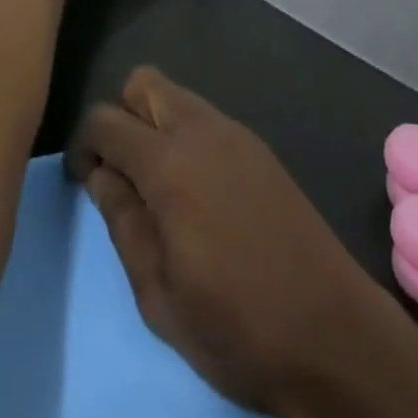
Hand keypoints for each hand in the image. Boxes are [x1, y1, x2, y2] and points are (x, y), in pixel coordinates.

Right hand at [66, 68, 400, 417]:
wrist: (334, 334)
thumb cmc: (238, 326)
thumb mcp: (160, 296)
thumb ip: (123, 224)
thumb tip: (100, 176)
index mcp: (167, 163)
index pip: (104, 119)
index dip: (83, 144)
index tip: (83, 179)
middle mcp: (199, 129)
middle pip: (141, 83)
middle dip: (121, 116)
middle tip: (123, 174)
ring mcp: (234, 133)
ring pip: (176, 95)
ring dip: (154, 123)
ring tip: (159, 186)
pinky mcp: (259, 147)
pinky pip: (206, 118)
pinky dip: (186, 135)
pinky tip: (199, 191)